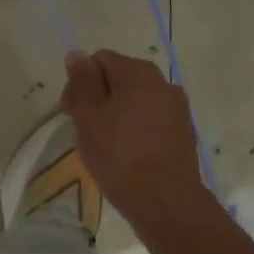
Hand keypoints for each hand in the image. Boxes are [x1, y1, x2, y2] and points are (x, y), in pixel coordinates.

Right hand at [61, 49, 214, 231]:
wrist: (166, 200)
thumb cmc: (120, 156)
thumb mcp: (89, 117)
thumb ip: (82, 82)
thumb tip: (77, 53)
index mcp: (137, 72)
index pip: (99, 60)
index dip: (80, 82)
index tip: (71, 113)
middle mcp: (162, 81)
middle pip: (119, 77)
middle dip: (98, 98)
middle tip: (84, 131)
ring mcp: (176, 107)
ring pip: (135, 100)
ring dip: (117, 114)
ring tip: (105, 145)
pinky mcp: (183, 130)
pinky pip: (151, 119)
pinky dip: (135, 128)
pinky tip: (127, 153)